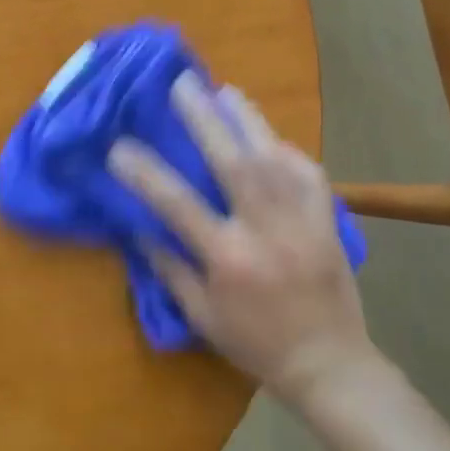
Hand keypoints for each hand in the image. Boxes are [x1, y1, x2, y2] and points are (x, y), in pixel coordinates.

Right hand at [107, 71, 374, 398]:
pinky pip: (310, 174)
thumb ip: (170, 267)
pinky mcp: (328, 222)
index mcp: (228, 259)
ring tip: (226, 91)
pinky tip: (269, 136)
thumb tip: (139, 225)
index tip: (119, 145)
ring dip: (248, 120)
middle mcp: (265, 231)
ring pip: (274, 158)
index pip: (177, 204)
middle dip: (204, 119)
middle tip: (182, 84)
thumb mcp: (201, 315)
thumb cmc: (255, 344)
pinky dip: (287, 150)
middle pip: (232, 163)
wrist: (330, 366)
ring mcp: (302, 222)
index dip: (145, 172)